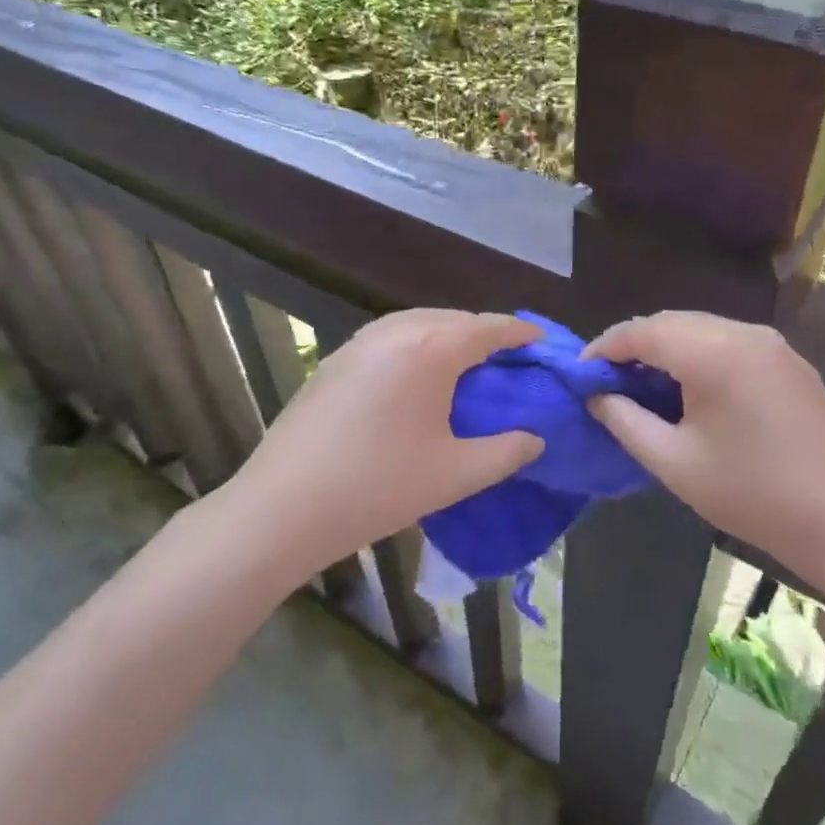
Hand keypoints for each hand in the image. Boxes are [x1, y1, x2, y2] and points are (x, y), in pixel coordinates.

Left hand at [226, 309, 544, 574]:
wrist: (283, 507)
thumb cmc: (378, 488)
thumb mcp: (455, 475)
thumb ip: (505, 453)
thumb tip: (535, 439)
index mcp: (430, 350)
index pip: (486, 328)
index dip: (519, 332)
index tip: (542, 339)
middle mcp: (394, 332)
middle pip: (452, 318)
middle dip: (483, 332)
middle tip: (507, 358)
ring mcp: (357, 343)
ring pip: (416, 322)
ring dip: (447, 334)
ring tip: (465, 363)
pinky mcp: (333, 360)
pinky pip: (388, 337)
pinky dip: (414, 343)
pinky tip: (415, 375)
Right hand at [585, 311, 824, 593]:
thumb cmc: (750, 495)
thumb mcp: (673, 462)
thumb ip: (625, 421)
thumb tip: (597, 396)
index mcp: (714, 354)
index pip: (643, 332)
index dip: (606, 347)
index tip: (581, 372)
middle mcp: (745, 333)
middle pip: (672, 322)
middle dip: (634, 344)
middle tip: (608, 378)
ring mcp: (772, 344)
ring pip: (701, 327)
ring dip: (666, 346)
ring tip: (643, 382)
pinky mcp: (789, 360)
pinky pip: (730, 340)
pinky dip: (699, 352)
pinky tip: (690, 385)